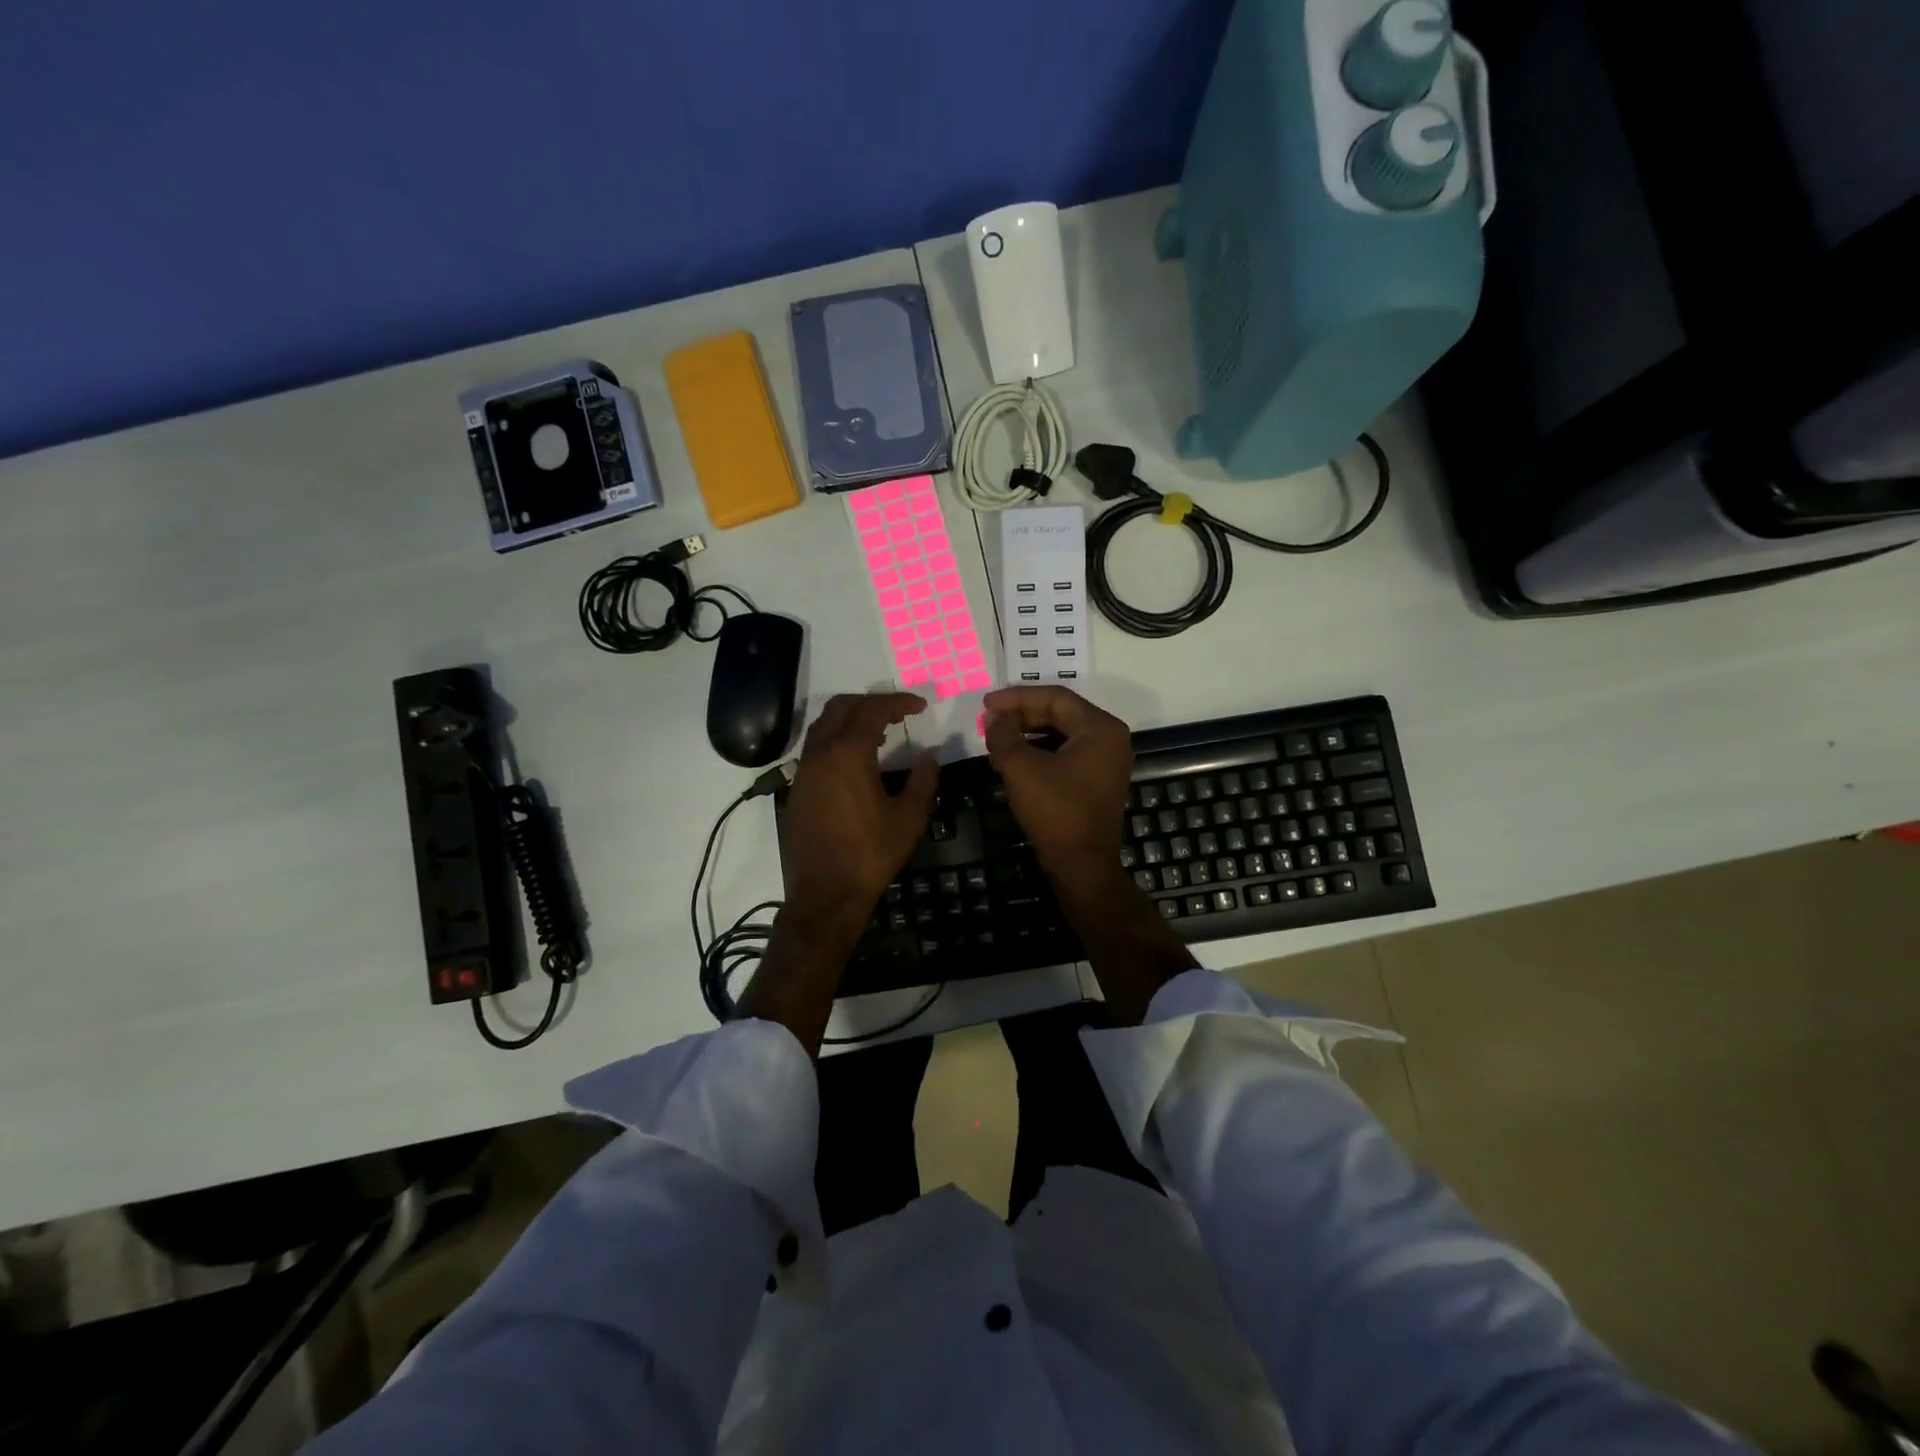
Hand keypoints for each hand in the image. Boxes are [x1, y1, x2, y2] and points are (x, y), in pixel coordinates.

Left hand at [779, 692, 938, 922]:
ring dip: (850, 720)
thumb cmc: (871, 854)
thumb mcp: (908, 817)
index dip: (898, 702)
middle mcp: (820, 753)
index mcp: (848, 754)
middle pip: (841, 707)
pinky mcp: (797, 789)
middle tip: (897, 713)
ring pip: (823, 726)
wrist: (825, 894)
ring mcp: (803, 771)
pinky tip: (856, 762)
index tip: (920, 706)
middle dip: (870, 703)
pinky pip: (815, 749)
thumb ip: (922, 779)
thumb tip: (932, 754)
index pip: (873, 710)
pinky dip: (836, 740)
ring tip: (879, 733)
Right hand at [982, 686, 1133, 881]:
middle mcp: (1110, 737)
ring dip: (1027, 733)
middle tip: (988, 720)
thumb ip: (1003, 735)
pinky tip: (1013, 758)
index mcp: (1100, 728)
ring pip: (1061, 733)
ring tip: (996, 738)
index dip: (1016, 697)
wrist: (1081, 865)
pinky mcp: (1097, 779)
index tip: (986, 703)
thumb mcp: (1021, 768)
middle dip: (1021, 715)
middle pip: (1060, 713)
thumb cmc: (1055, 811)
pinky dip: (1039, 751)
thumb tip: (993, 717)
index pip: (1054, 697)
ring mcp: (1106, 760)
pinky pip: (1066, 752)